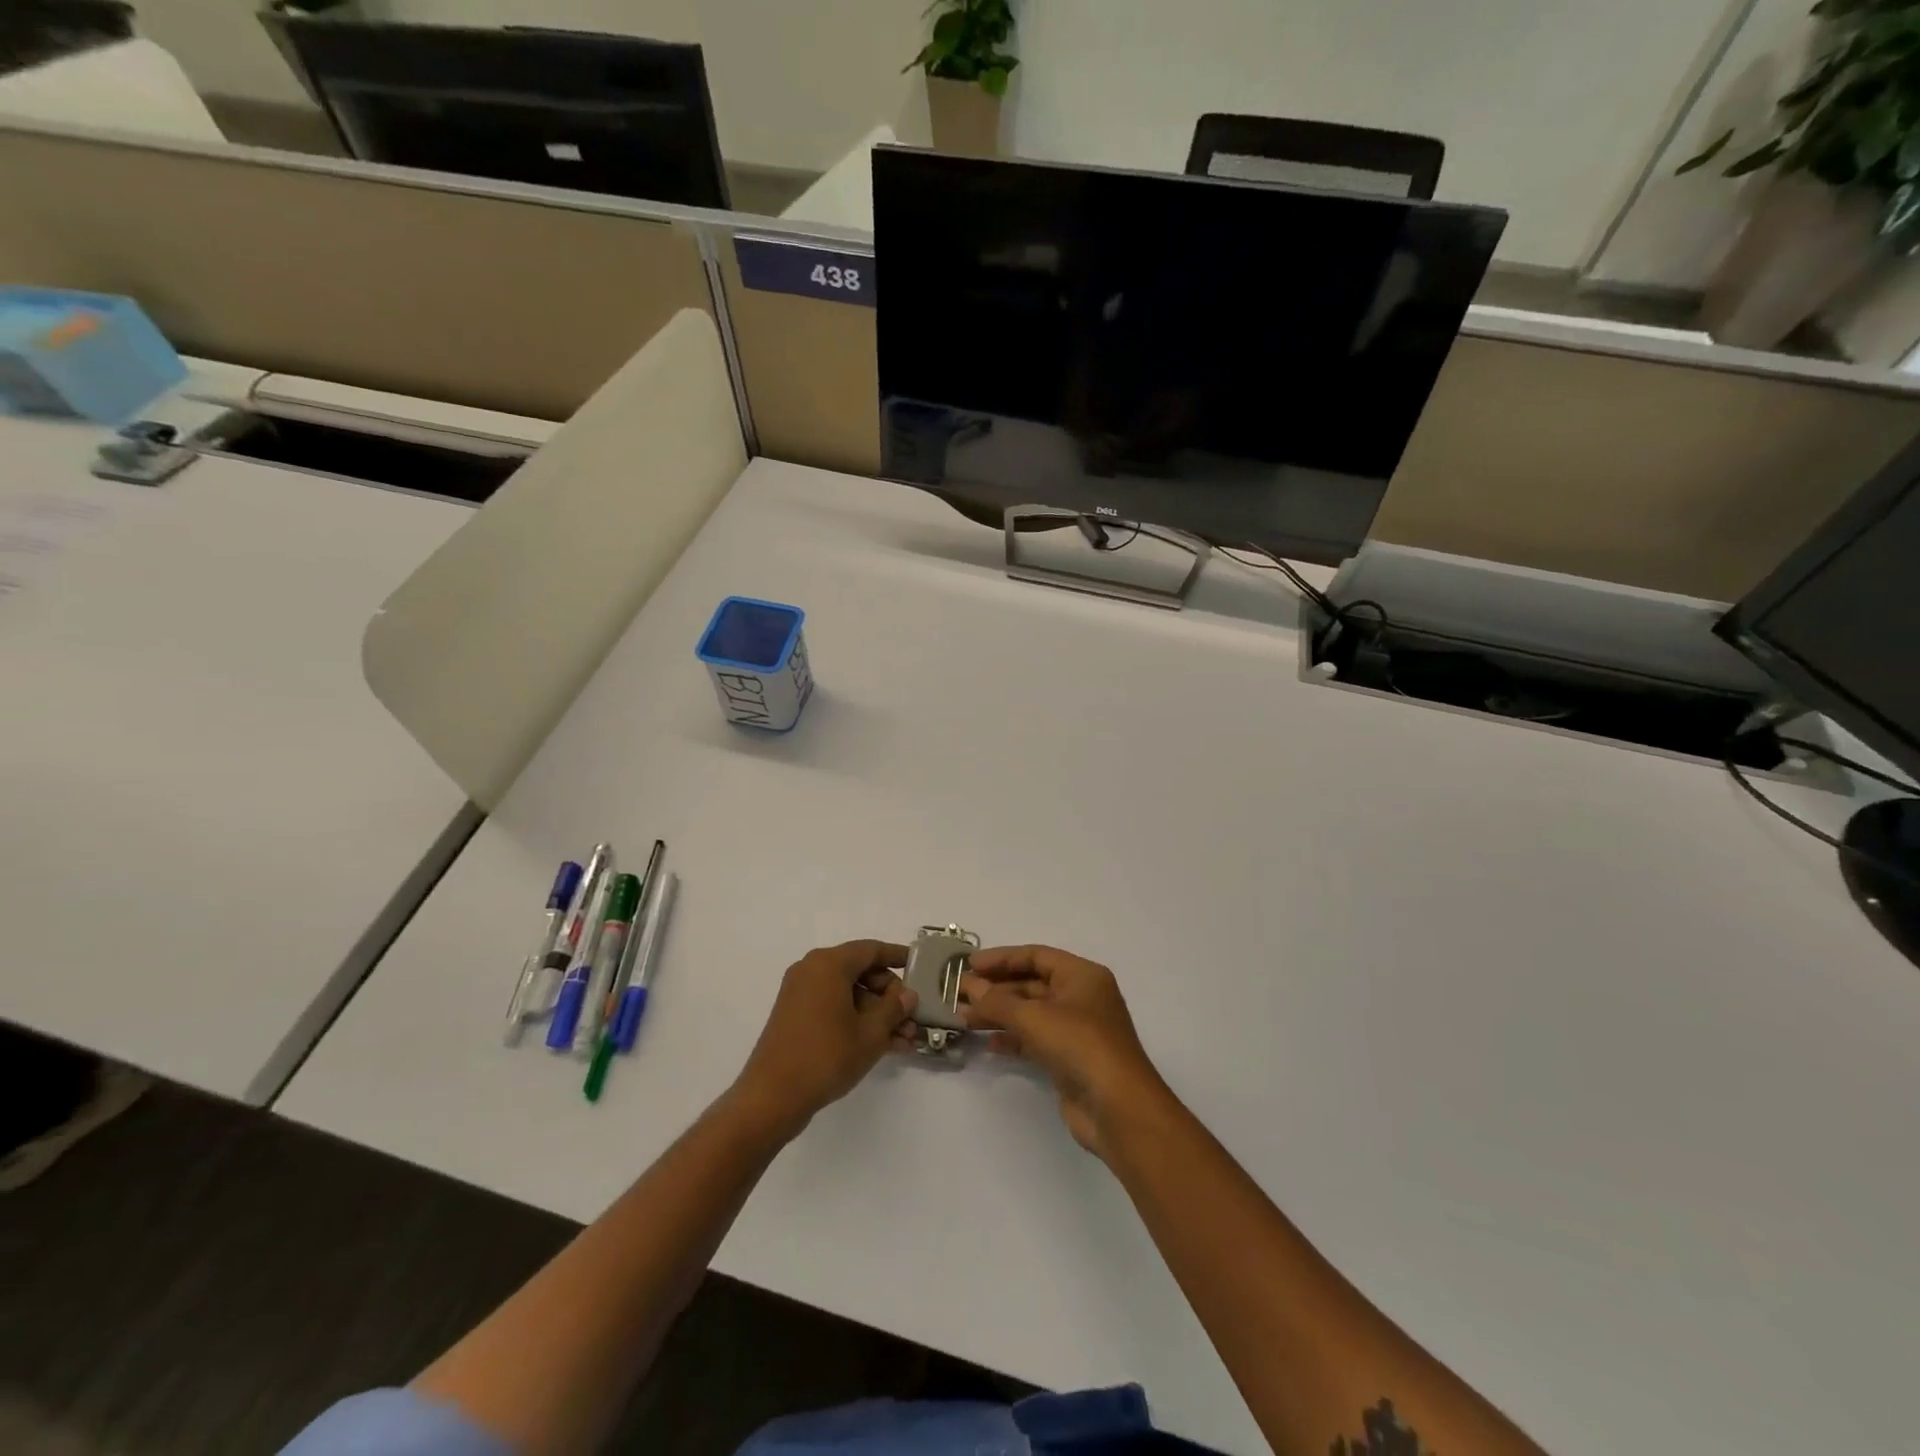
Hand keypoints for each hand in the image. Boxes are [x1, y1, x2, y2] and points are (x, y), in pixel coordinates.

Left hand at [731, 941, 917, 1135]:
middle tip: (912, 1018)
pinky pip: (833, 1007)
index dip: (897, 956)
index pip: (871, 950)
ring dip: (876, 1013)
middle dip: (889, 996)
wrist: (772, 1097)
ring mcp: (801, 994)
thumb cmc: (826, 1056)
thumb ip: (894, 1009)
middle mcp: (812, 970)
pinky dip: (856, 1020)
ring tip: (903, 1040)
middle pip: (860, 972)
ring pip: (849, 994)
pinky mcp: (795, 1016)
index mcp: (829, 964)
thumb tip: (907, 994)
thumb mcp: (870, 1033)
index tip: (918, 965)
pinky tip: (882, 1045)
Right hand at [961, 946, 1169, 1159]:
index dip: (1001, 958)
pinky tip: (988, 1042)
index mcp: (1082, 975)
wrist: (1118, 1108)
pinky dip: (1012, 1038)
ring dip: (999, 1014)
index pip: (1035, 956)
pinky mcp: (1069, 1059)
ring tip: (963, 1018)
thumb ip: (998, 1001)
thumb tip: (970, 987)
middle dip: (995, 989)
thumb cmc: (1080, 1046)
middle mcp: (1081, 997)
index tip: (968, 964)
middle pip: (1031, 984)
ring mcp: (1076, 1030)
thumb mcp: (1034, 1017)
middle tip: (958, 994)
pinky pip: (1034, 1039)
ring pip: (1030, 1013)